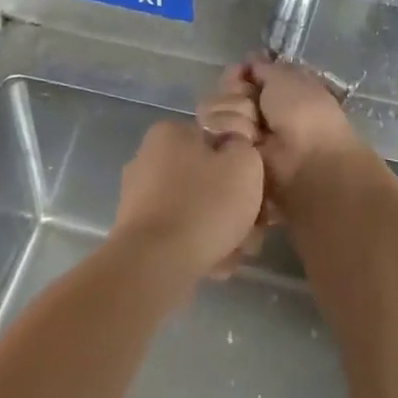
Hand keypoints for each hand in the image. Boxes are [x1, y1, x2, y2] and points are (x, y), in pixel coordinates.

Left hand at [111, 120, 265, 281]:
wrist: (156, 263)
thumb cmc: (205, 205)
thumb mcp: (245, 164)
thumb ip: (245, 149)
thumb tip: (236, 152)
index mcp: (169, 134)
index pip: (219, 143)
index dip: (245, 169)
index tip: (260, 194)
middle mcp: (148, 159)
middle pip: (208, 179)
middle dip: (234, 205)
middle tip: (254, 228)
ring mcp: (139, 198)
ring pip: (196, 209)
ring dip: (221, 229)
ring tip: (238, 252)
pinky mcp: (138, 232)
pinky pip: (179, 233)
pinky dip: (199, 245)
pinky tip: (216, 264)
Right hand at [198, 58, 365, 202]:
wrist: (304, 159)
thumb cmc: (305, 113)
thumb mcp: (290, 78)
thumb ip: (265, 67)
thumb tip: (250, 60)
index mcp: (274, 91)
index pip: (240, 74)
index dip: (240, 71)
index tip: (243, 72)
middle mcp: (255, 110)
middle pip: (224, 89)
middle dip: (236, 93)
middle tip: (255, 107)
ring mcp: (239, 132)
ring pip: (213, 106)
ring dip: (235, 112)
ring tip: (256, 130)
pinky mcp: (226, 152)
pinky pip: (210, 129)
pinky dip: (230, 130)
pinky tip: (246, 140)